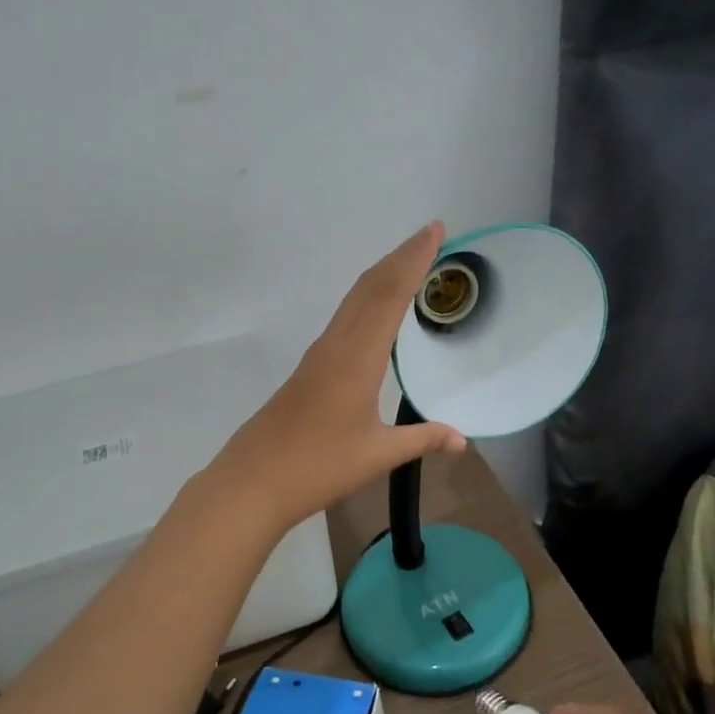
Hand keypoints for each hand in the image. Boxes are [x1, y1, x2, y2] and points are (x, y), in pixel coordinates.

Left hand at [208, 222, 466, 535]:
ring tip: (409, 264)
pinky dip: (366, 301)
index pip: (389, 296)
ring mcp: (317, 356)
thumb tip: (462, 441)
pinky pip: (343, 320)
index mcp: (356, 359)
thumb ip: (422, 440)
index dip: (413, 260)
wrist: (252, 482)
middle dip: (400, 257)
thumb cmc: (318, 467)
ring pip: (352, 301)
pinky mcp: (308, 370)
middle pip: (368, 287)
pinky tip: (375, 314)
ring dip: (381, 276)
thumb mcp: (378, 455)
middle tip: (430, 236)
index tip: (434, 231)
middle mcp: (335, 346)